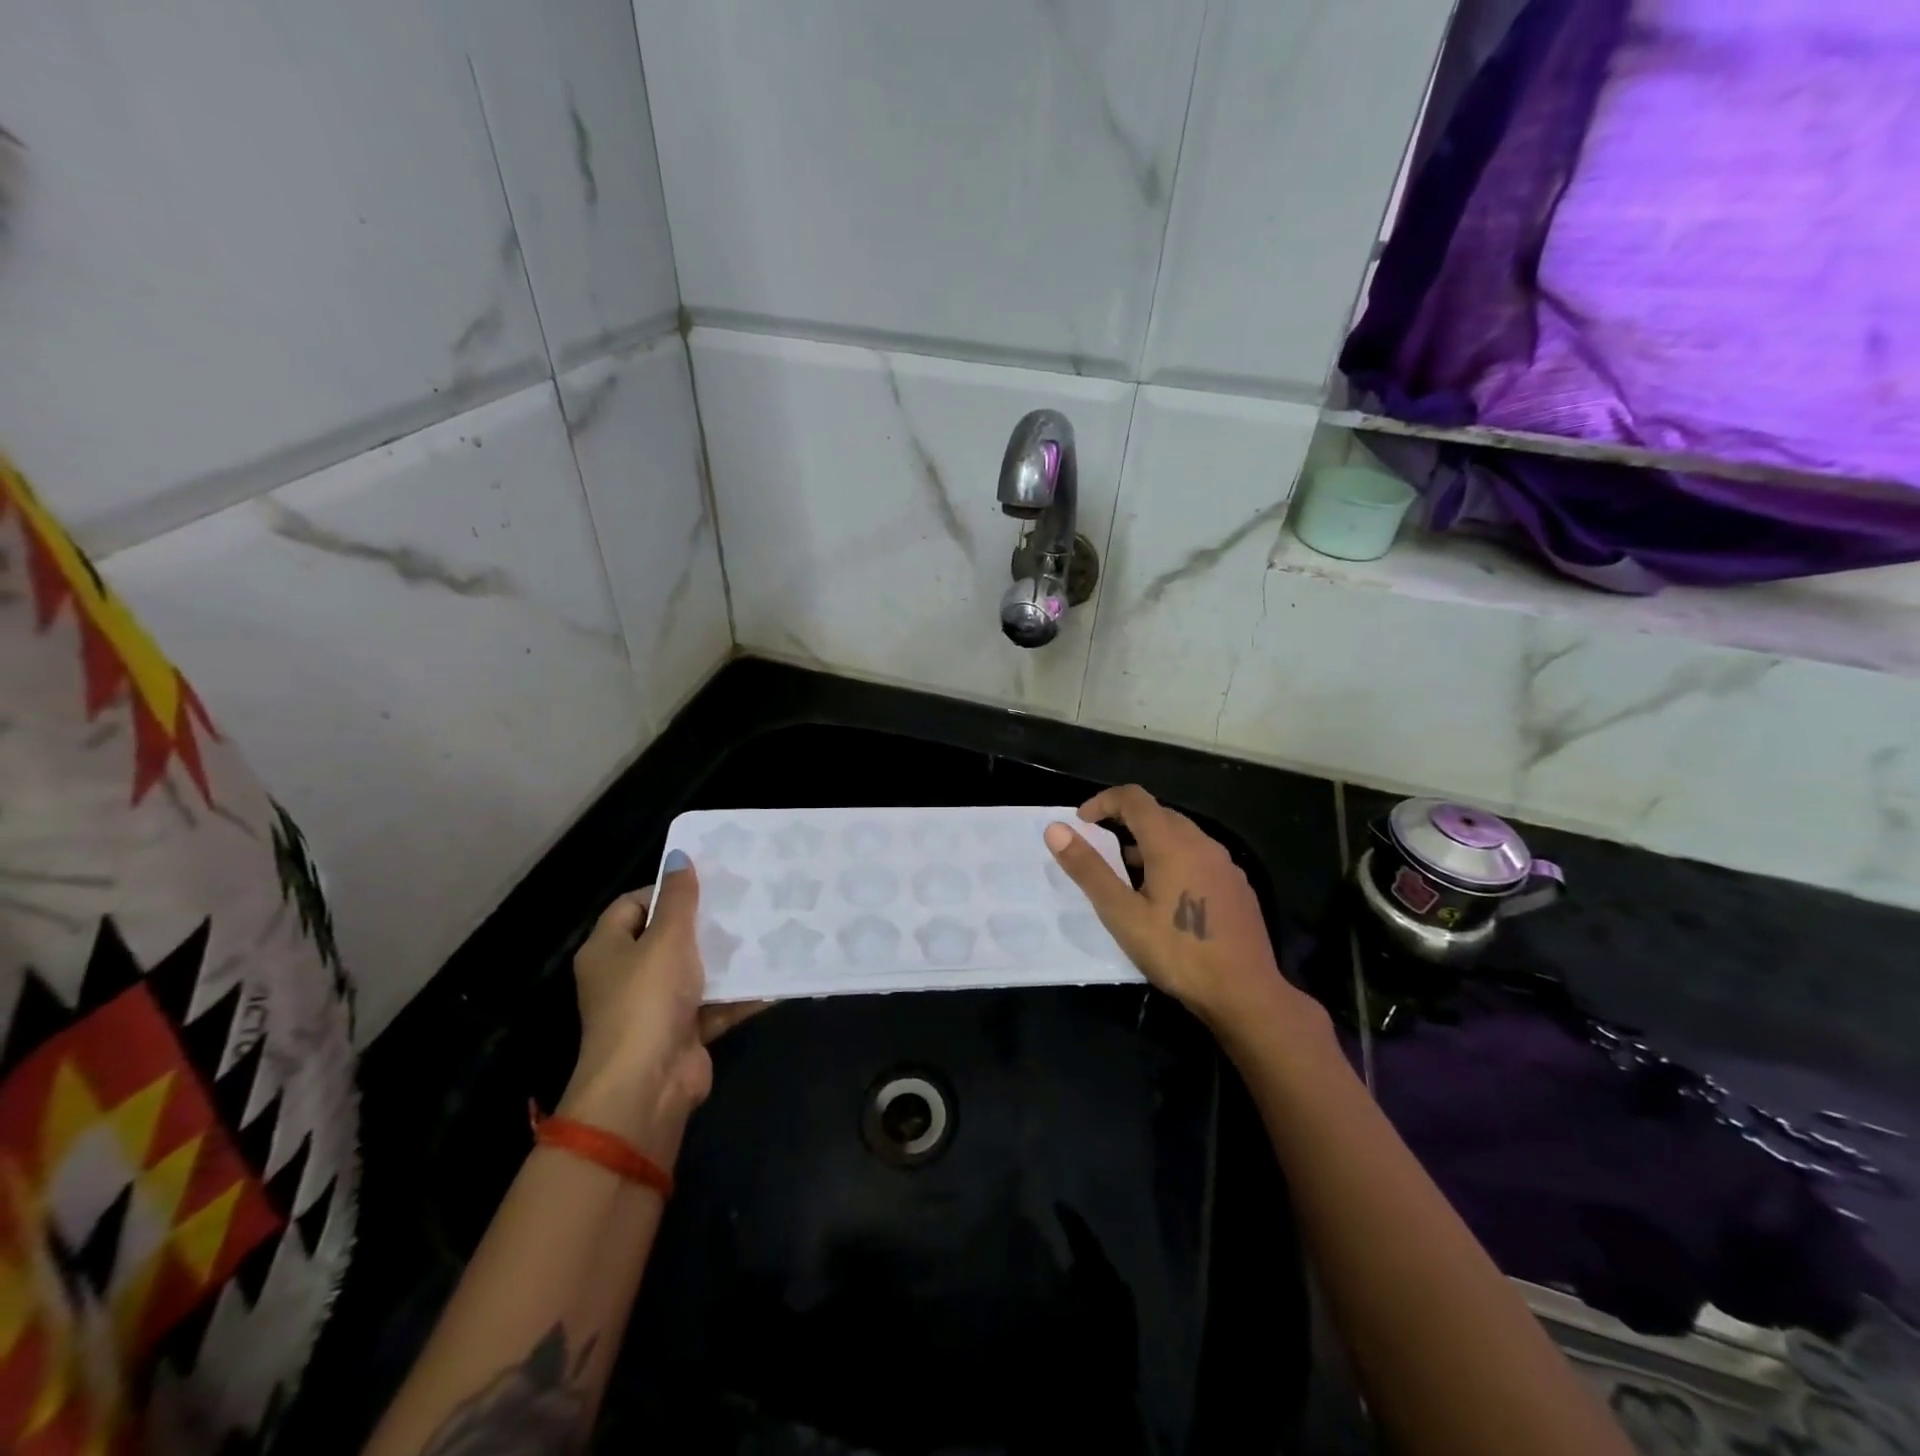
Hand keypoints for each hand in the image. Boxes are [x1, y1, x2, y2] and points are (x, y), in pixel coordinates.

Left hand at [559, 853, 762, 1162]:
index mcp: (607, 950)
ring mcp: (656, 1008)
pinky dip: (739, 994)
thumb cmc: (648, 1000)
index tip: (705, 882)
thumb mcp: (667, 939)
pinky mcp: (684, 1032)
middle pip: (667, 938)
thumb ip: (679, 898)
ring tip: (765, 929)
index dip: (664, 890)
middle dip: (704, 922)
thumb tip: (680, 856)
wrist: (648, 1085)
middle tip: (743, 901)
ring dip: (726, 957)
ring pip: (695, 971)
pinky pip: (715, 1004)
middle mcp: (626, 977)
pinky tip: (773, 974)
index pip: (631, 906)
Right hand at [1043, 785, 1309, 1034]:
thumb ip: (1089, 869)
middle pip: (1158, 813)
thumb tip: (1056, 830)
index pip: (1133, 798)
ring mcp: (1225, 864)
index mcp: (1172, 843)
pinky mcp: (1237, 886)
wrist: (1245, 994)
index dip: (1103, 802)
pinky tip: (1166, 898)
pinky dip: (1173, 860)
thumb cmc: (1177, 952)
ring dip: (1148, 843)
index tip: (1081, 822)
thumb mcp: (1122, 914)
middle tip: (1099, 849)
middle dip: (1124, 822)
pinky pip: (1198, 857)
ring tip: (1128, 876)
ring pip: (1180, 836)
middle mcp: (1202, 843)